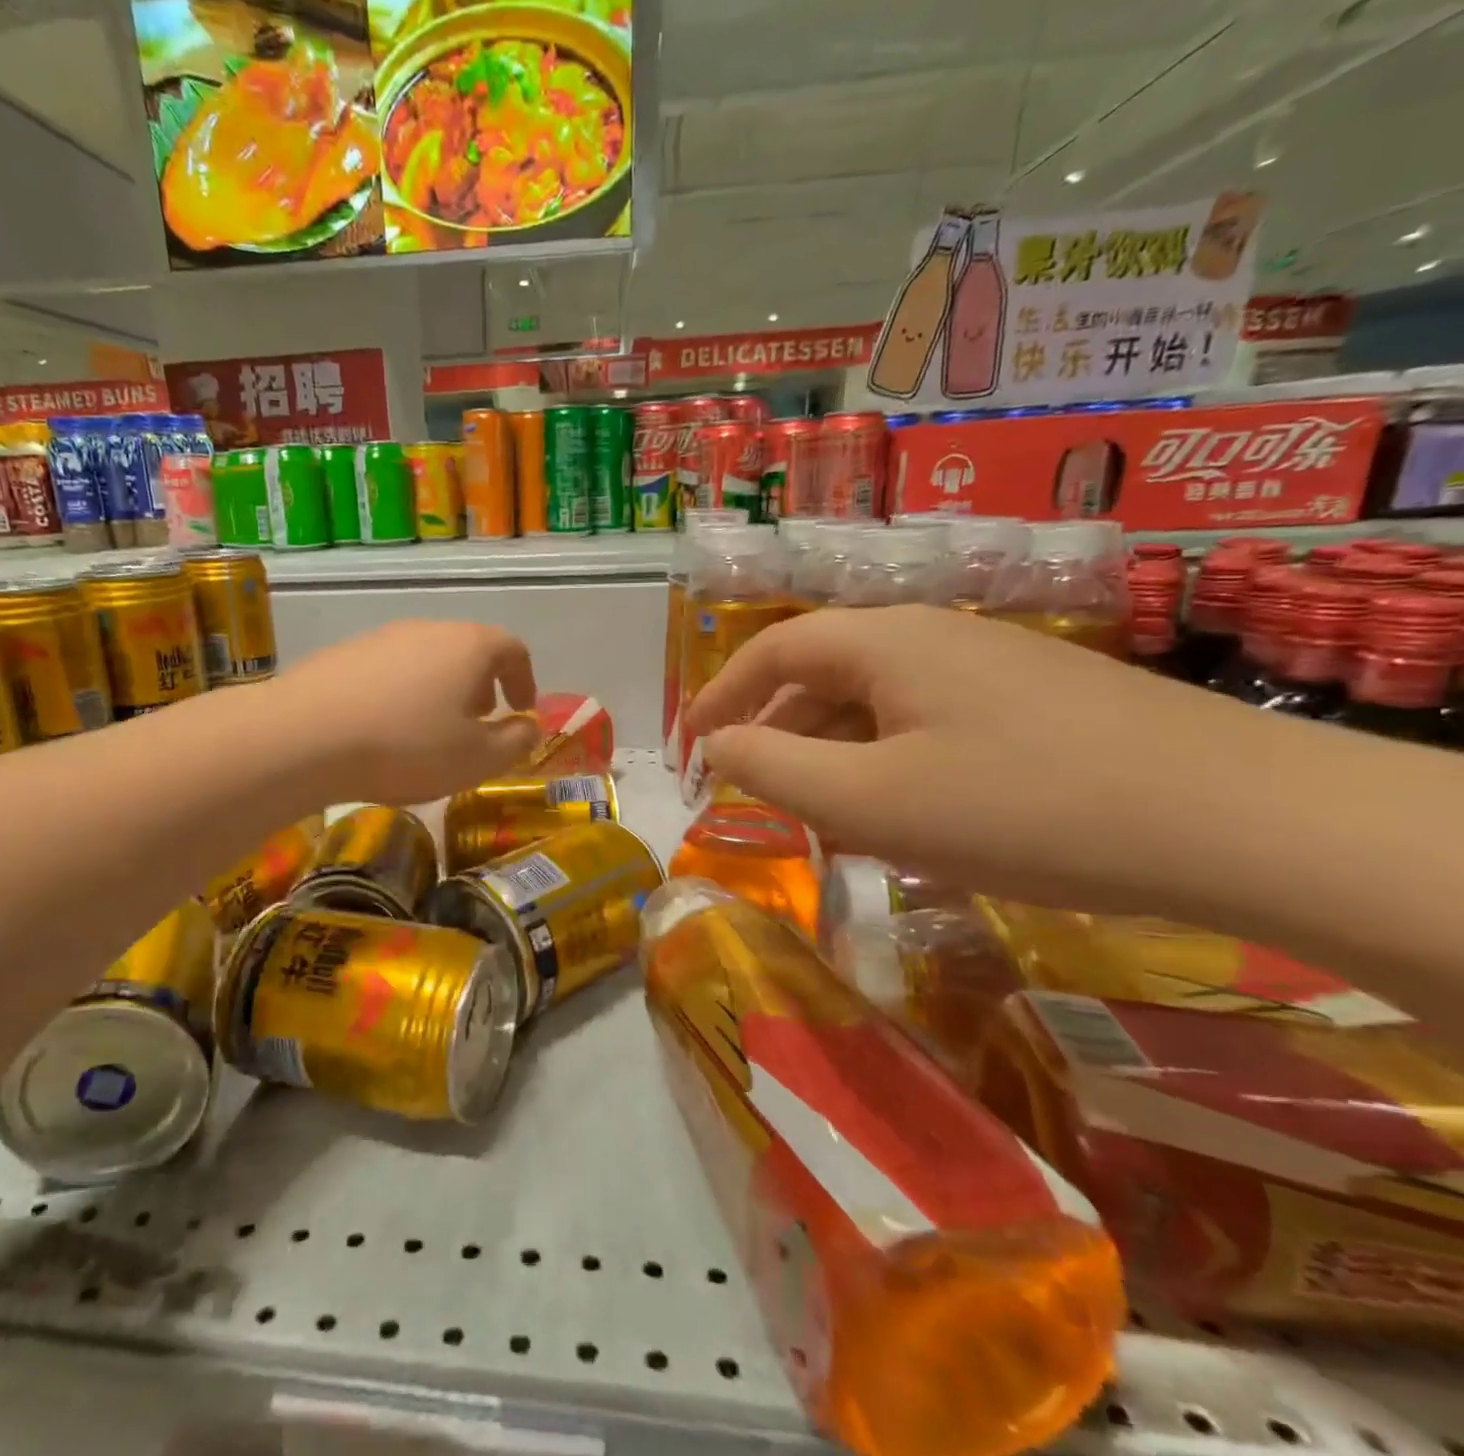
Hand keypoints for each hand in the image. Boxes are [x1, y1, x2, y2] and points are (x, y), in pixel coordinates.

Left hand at [270, 619, 541, 804]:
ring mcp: (382, 637)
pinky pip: (389, 670)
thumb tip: (529, 727)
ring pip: (427, 658)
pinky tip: (385, 727)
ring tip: (432, 728)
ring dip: (441, 688)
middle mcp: (428, 629)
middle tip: (479, 720)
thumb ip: (515, 742)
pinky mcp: (344, 653)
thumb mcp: (477, 759)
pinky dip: (402, 692)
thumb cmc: (407, 747)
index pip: (513, 649)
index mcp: (469, 646)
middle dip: (482, 684)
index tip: (520, 710)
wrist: (305, 736)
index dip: (524, 680)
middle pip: (468, 649)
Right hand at [685, 605, 1290, 915]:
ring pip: (879, 702)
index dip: (721, 694)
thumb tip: (717, 747)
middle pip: (824, 673)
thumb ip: (771, 767)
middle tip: (751, 790)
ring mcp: (993, 664)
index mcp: (884, 642)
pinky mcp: (1037, 700)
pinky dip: (889, 761)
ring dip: (834, 752)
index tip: (691, 742)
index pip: (773, 650)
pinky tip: (904, 813)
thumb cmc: (1019, 808)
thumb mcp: (867, 800)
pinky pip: (929, 721)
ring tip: (821, 814)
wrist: (1242, 823)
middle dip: (776, 731)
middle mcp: (934, 635)